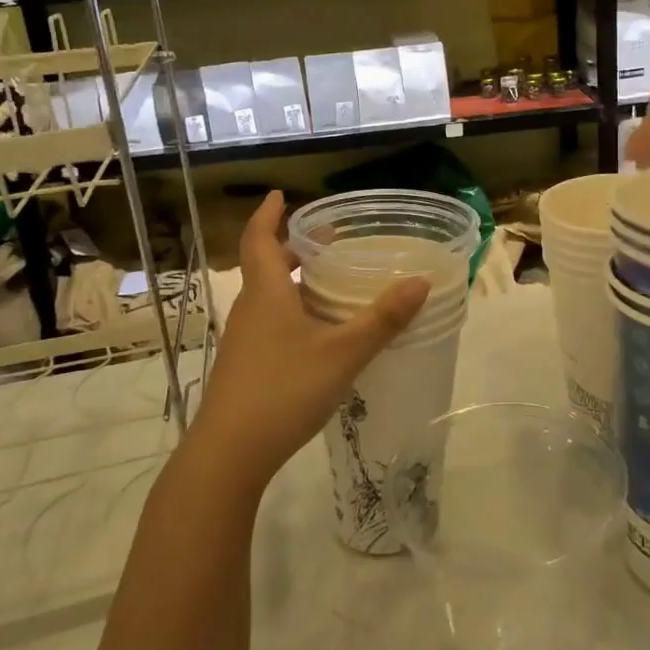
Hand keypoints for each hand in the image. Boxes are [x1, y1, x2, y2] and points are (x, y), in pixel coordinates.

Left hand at [184, 190, 430, 491]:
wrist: (228, 454)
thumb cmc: (283, 391)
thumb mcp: (342, 354)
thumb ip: (382, 320)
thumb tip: (421, 283)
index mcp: (266, 294)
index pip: (259, 239)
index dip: (268, 214)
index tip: (279, 195)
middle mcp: (251, 309)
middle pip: (266, 266)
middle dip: (292, 249)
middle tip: (326, 242)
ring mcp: (244, 340)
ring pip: (268, 296)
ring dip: (293, 281)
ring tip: (328, 281)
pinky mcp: (246, 365)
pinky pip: (269, 321)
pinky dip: (292, 310)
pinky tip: (318, 332)